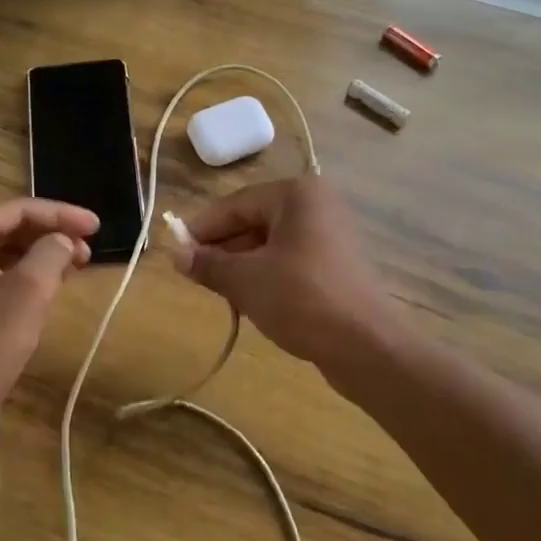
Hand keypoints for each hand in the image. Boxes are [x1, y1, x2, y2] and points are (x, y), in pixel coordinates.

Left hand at [0, 197, 98, 418]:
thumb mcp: (30, 291)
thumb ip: (52, 252)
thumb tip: (62, 240)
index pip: (18, 210)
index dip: (61, 214)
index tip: (96, 226)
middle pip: (6, 228)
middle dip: (50, 235)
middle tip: (87, 250)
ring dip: (37, 255)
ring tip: (73, 267)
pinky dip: (18, 275)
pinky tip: (44, 287)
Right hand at [172, 177, 397, 370]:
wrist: (367, 346)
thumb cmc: (302, 299)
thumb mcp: (245, 280)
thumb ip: (207, 263)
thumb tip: (174, 253)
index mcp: (296, 194)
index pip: (235, 204)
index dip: (202, 229)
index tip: (176, 252)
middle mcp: (317, 205)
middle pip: (254, 221)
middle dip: (223, 249)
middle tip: (195, 276)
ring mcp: (332, 234)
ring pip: (271, 243)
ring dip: (243, 265)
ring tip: (221, 292)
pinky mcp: (338, 264)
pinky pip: (291, 260)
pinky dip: (268, 275)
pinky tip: (253, 300)